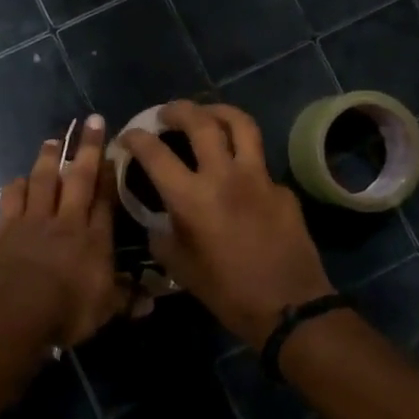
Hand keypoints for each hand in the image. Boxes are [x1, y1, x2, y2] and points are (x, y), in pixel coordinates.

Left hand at [0, 115, 123, 349]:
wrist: (14, 310)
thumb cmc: (66, 311)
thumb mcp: (104, 311)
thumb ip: (126, 300)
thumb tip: (150, 302)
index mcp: (94, 239)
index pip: (105, 199)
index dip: (109, 173)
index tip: (113, 149)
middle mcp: (66, 221)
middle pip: (78, 178)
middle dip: (86, 148)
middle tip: (90, 120)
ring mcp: (33, 221)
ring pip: (43, 181)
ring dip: (48, 159)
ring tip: (53, 140)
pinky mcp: (4, 228)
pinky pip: (11, 199)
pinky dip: (16, 187)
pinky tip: (18, 179)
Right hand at [121, 102, 334, 350]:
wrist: (289, 308)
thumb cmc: (226, 292)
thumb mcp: (179, 267)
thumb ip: (162, 235)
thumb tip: (158, 219)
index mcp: (191, 197)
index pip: (155, 152)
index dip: (136, 138)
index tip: (129, 136)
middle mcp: (224, 176)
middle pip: (201, 121)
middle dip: (178, 110)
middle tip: (167, 114)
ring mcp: (259, 177)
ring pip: (240, 124)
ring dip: (218, 111)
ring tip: (207, 114)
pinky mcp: (282, 188)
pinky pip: (259, 162)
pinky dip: (243, 158)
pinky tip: (238, 174)